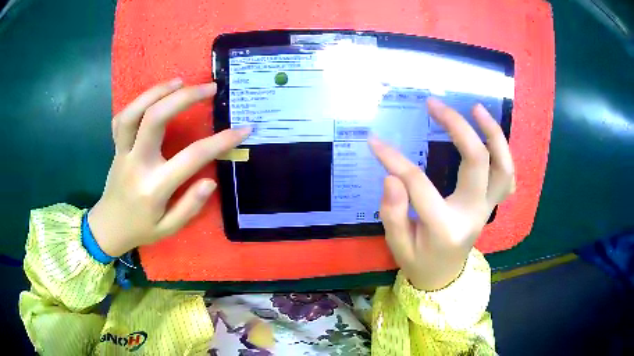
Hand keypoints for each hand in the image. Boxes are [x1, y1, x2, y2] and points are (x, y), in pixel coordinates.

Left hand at [88, 79, 249, 256]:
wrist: (108, 227)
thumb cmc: (141, 229)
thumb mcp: (169, 229)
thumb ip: (189, 207)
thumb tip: (210, 181)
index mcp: (154, 187)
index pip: (191, 157)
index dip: (220, 141)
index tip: (242, 129)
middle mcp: (137, 164)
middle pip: (155, 118)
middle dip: (184, 97)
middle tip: (209, 88)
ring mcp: (123, 152)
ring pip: (133, 112)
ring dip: (157, 91)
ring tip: (180, 81)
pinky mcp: (116, 147)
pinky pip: (121, 118)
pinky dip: (137, 102)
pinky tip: (154, 96)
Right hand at [369, 98, 514, 290]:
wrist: (443, 277)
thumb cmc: (419, 262)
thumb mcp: (397, 246)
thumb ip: (393, 213)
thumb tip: (392, 176)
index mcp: (446, 228)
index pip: (419, 184)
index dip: (394, 160)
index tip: (376, 141)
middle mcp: (474, 214)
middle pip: (477, 161)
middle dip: (457, 127)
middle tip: (435, 105)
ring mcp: (487, 208)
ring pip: (503, 166)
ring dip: (492, 133)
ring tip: (476, 108)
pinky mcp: (491, 204)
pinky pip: (506, 176)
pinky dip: (502, 152)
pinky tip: (490, 136)